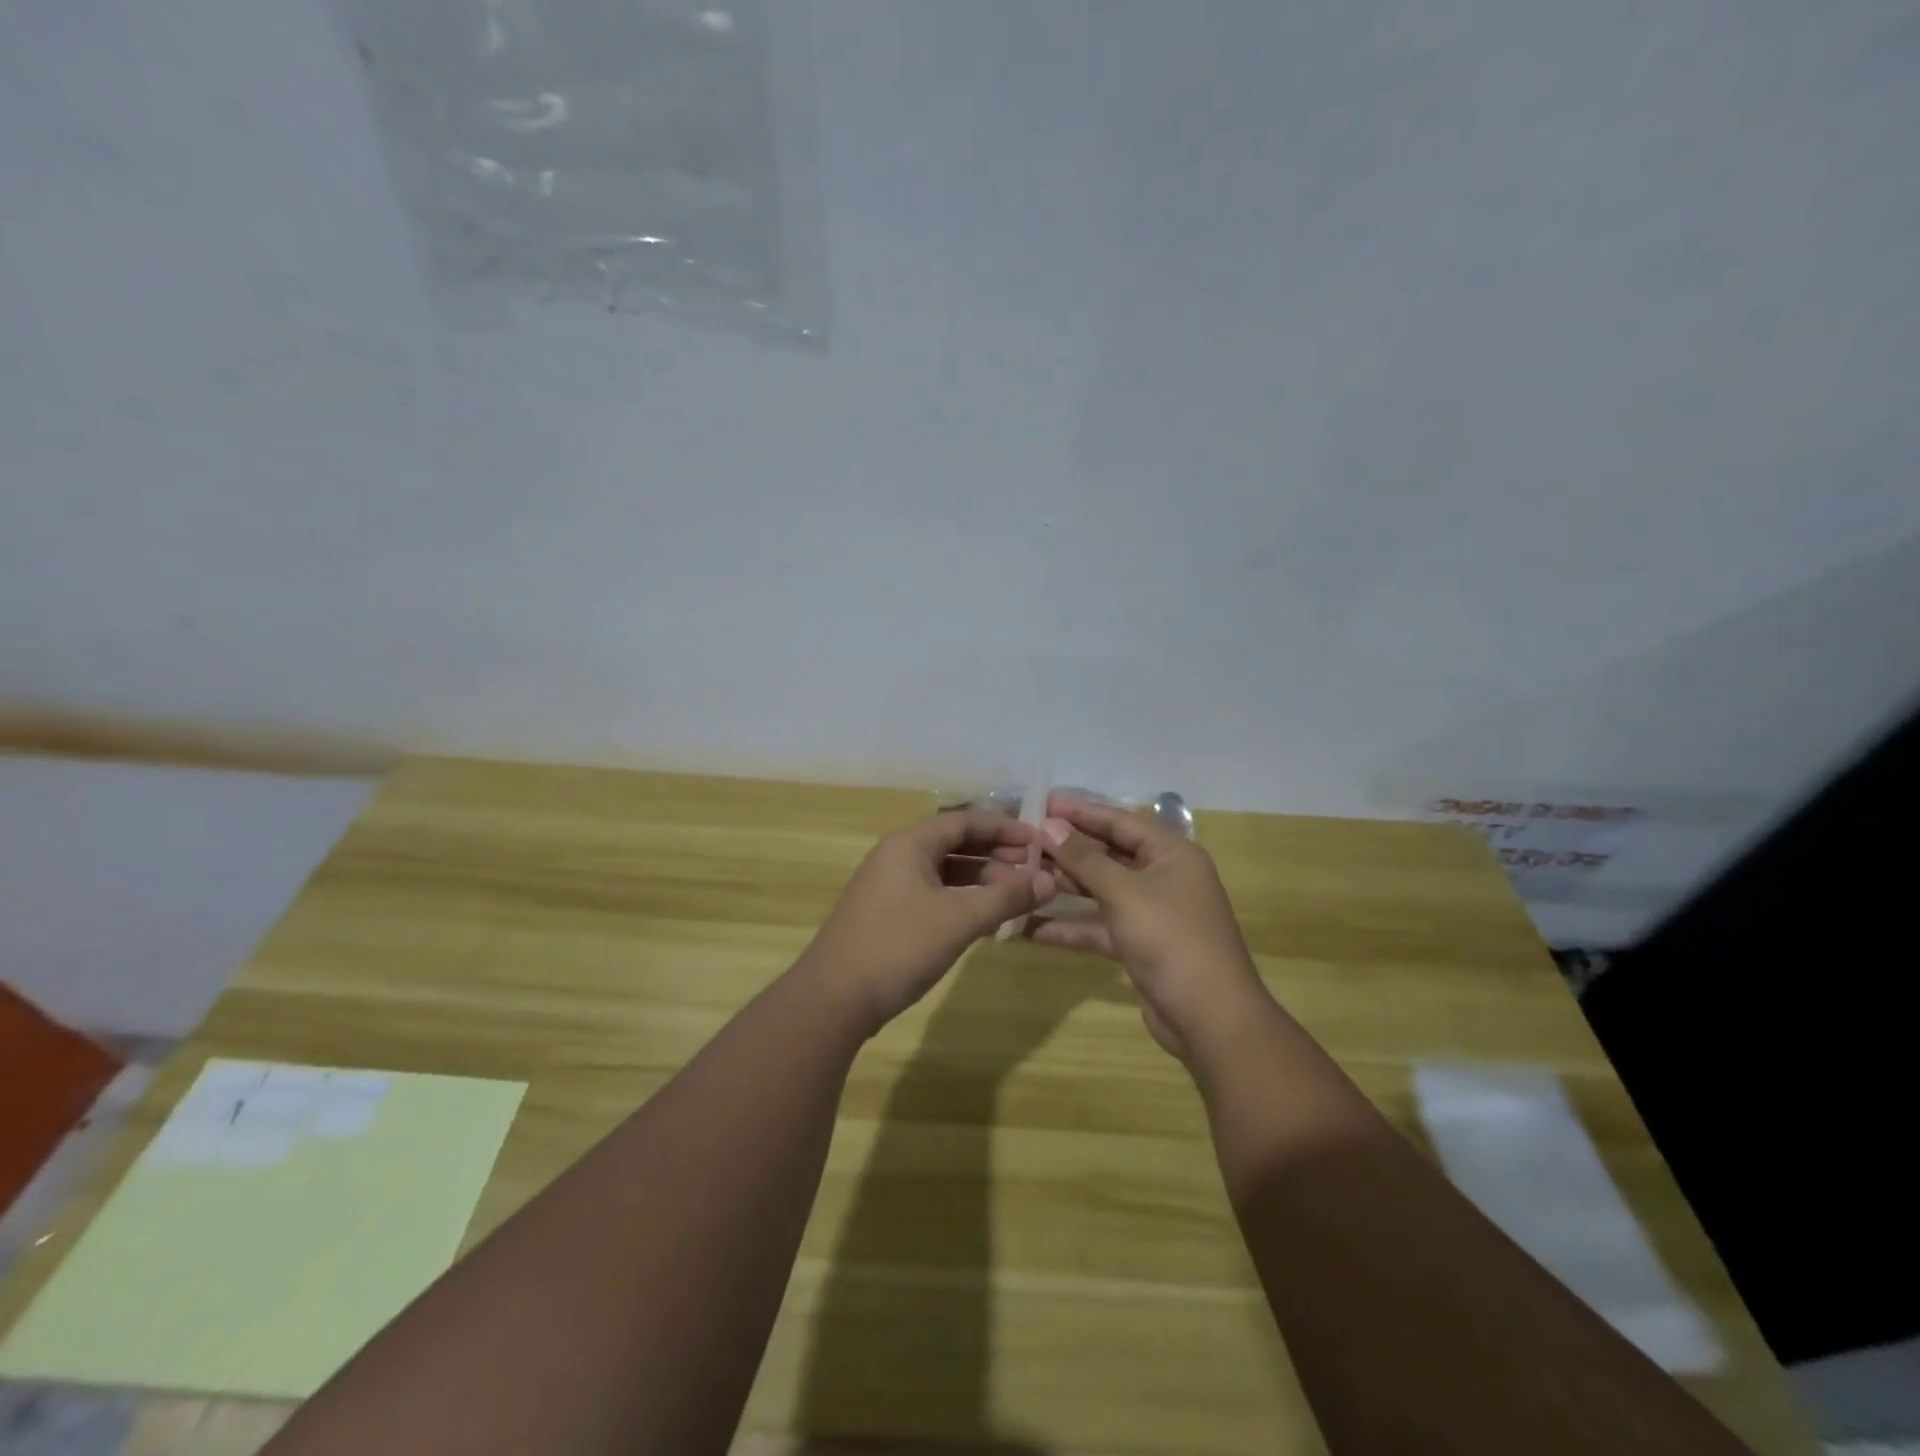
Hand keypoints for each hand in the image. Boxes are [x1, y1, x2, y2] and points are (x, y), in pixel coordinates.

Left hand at [799, 809, 1057, 1033]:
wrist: (834, 998)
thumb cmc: (899, 946)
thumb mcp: (959, 919)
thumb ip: (1005, 898)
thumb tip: (1049, 881)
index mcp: (909, 844)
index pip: (964, 821)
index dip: (1004, 828)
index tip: (1038, 841)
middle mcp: (896, 856)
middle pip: (954, 843)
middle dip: (995, 854)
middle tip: (1032, 869)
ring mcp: (888, 886)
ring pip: (943, 871)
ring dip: (980, 879)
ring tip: (1015, 895)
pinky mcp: (886, 914)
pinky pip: (932, 893)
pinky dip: (961, 899)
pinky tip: (983, 918)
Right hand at [1032, 794, 1268, 1059]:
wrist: (1210, 1018)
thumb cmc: (1171, 939)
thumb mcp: (1124, 893)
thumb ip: (1085, 858)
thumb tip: (1051, 825)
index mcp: (1171, 854)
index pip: (1120, 821)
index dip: (1081, 811)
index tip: (1042, 802)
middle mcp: (1164, 877)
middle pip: (1109, 853)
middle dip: (1069, 849)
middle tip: (1025, 840)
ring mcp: (1152, 913)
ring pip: (1102, 890)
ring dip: (1066, 885)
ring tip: (1023, 876)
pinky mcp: (1140, 945)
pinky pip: (1101, 925)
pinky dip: (1072, 926)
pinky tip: (1032, 928)